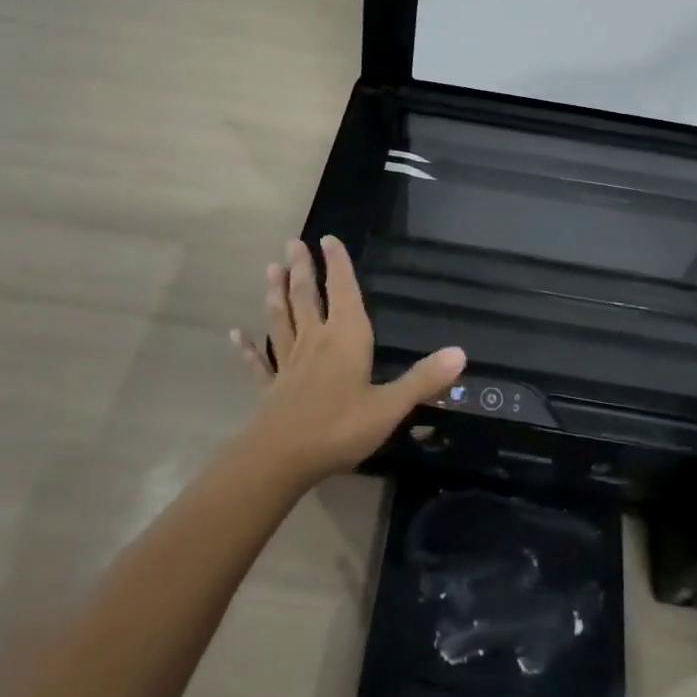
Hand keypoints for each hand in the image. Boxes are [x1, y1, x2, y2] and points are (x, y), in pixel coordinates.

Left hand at [231, 236, 465, 483]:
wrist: (281, 458)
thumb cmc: (340, 427)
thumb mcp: (390, 406)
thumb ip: (423, 379)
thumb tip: (461, 353)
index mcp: (345, 338)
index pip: (342, 291)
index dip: (337, 264)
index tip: (328, 238)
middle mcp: (315, 341)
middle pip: (306, 297)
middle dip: (301, 269)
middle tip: (292, 242)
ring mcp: (289, 363)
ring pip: (281, 319)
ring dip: (276, 294)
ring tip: (270, 269)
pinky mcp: (271, 387)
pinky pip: (259, 361)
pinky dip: (248, 346)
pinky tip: (236, 334)